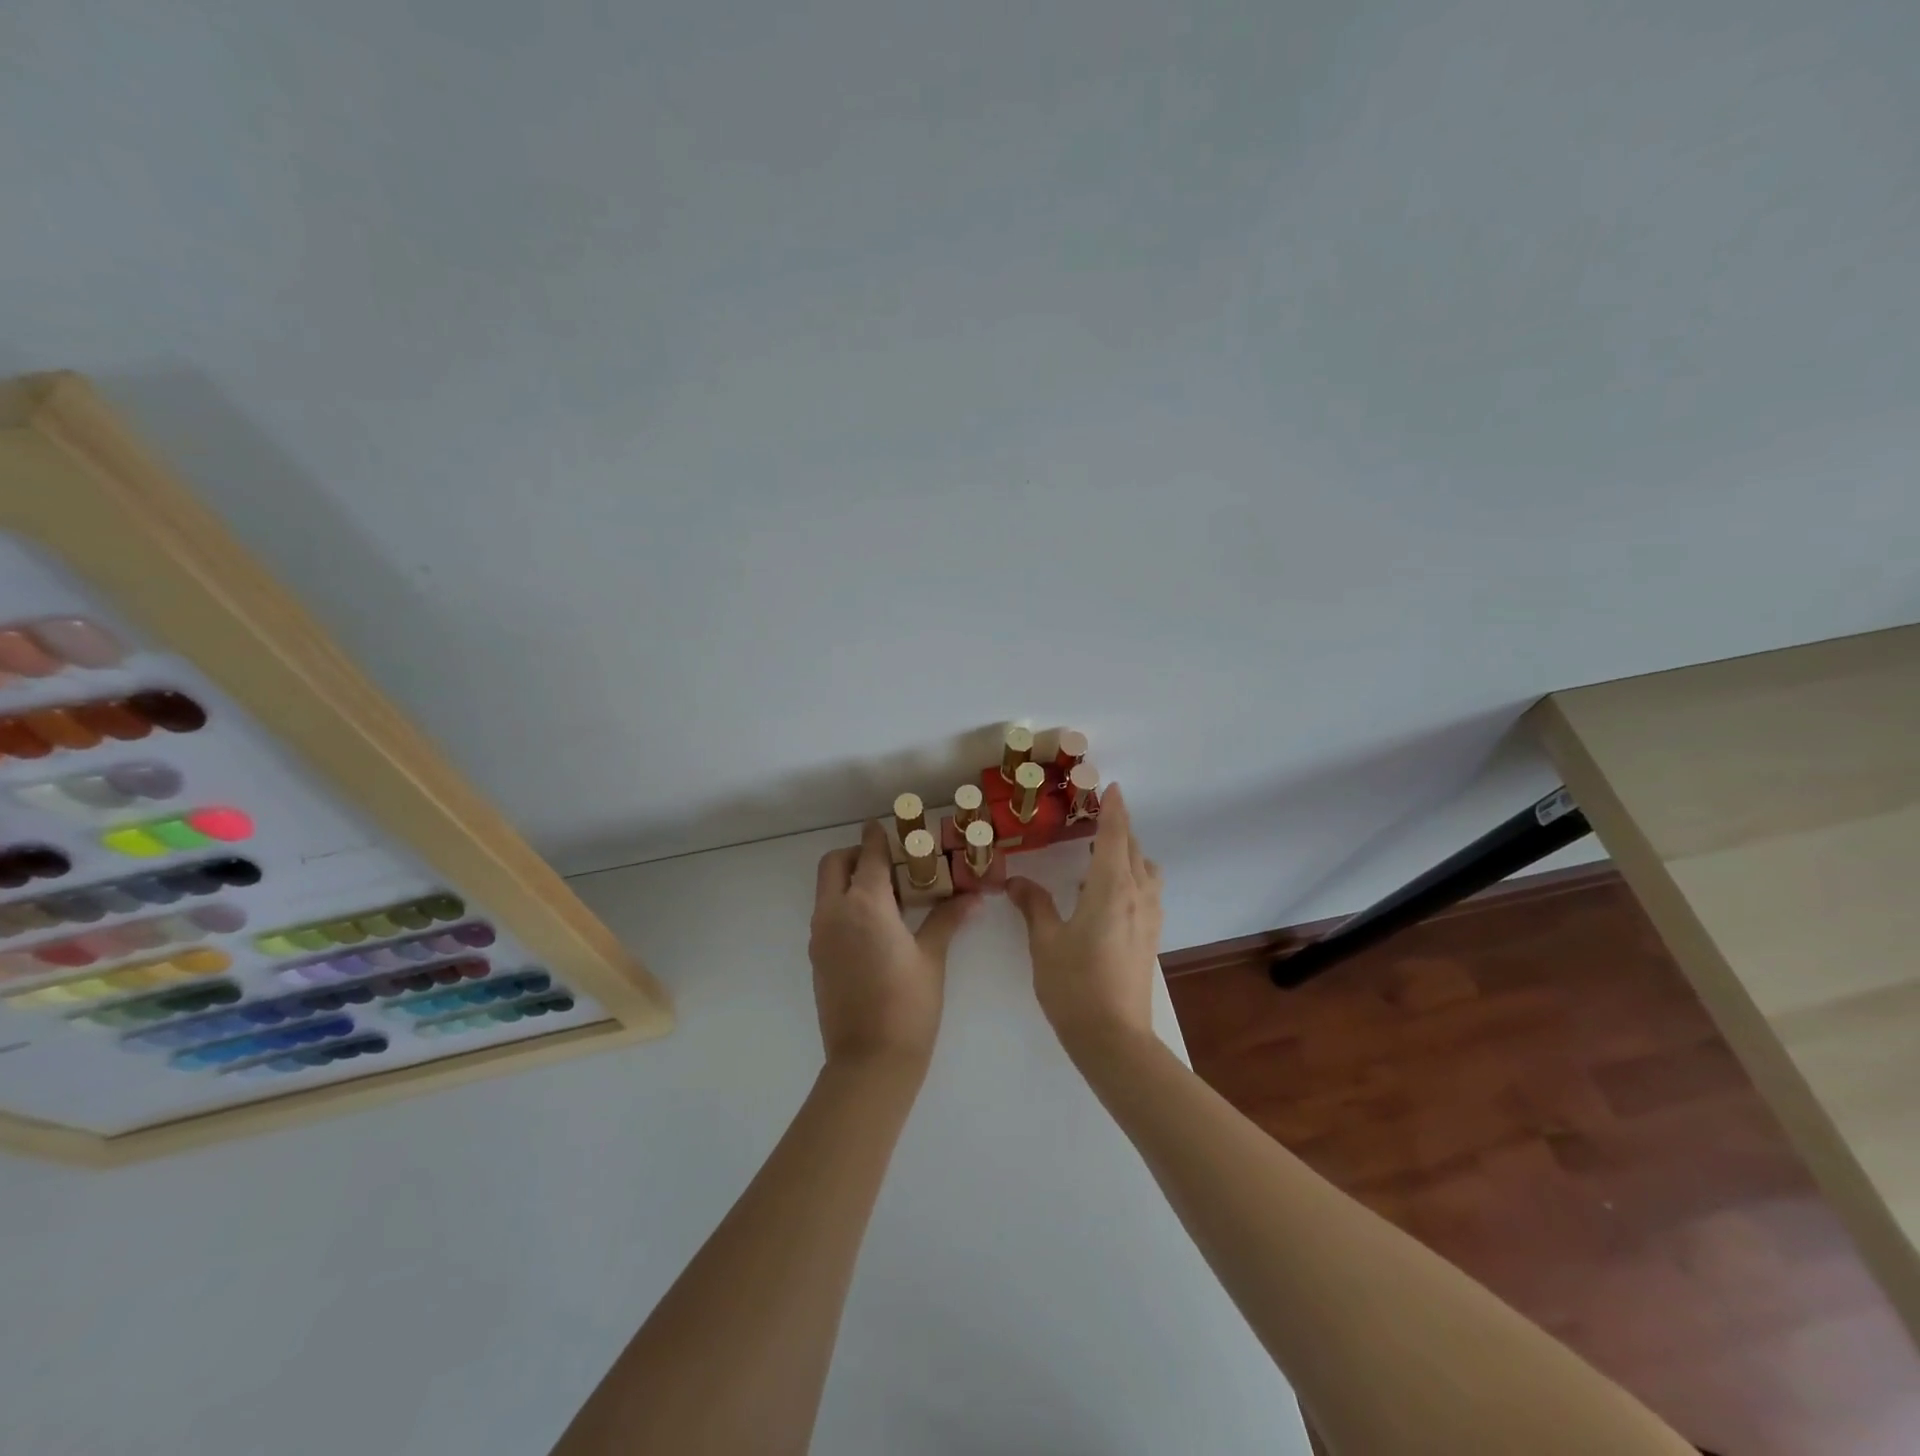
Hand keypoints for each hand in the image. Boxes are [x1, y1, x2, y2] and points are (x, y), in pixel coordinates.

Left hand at [809, 822, 978, 1069]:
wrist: (869, 1061)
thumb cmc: (908, 1004)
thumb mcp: (932, 957)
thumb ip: (947, 919)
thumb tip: (972, 896)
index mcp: (865, 904)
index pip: (869, 854)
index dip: (878, 836)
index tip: (888, 826)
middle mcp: (834, 912)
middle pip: (834, 864)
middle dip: (856, 854)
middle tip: (888, 863)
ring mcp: (820, 936)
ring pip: (826, 890)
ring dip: (848, 880)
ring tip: (887, 896)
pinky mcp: (817, 957)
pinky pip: (826, 915)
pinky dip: (844, 905)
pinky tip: (875, 927)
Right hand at [1007, 784, 1163, 1056]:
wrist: (1114, 1038)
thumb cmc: (1074, 986)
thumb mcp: (1045, 943)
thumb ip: (1034, 906)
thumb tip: (1016, 882)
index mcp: (1112, 889)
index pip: (1115, 836)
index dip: (1113, 809)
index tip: (1111, 787)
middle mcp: (1138, 896)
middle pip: (1134, 850)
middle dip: (1118, 829)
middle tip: (1095, 817)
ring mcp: (1150, 918)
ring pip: (1146, 871)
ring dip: (1128, 855)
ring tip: (1099, 858)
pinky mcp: (1151, 938)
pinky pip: (1147, 892)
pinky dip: (1132, 878)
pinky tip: (1105, 895)